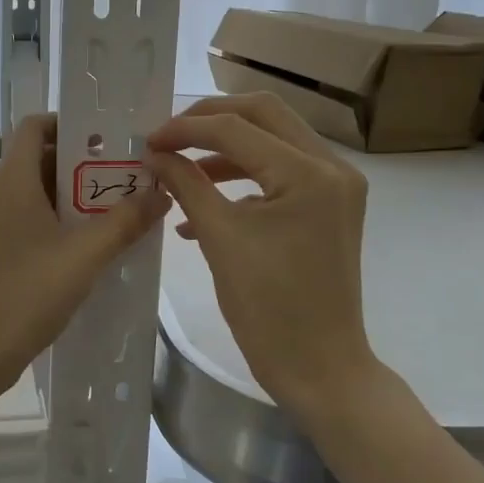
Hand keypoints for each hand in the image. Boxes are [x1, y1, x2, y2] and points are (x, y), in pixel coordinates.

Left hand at [0, 115, 168, 397]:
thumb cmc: (23, 295)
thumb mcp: (84, 257)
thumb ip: (124, 222)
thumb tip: (160, 194)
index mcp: (12, 180)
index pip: (36, 125)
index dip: (70, 122)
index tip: (111, 137)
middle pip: (41, 158)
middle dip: (85, 163)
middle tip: (128, 176)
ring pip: (38, 192)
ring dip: (76, 196)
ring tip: (119, 210)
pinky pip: (31, 219)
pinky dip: (60, 221)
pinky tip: (91, 246)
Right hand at [146, 93, 382, 416]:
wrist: (320, 369)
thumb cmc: (269, 309)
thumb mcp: (220, 239)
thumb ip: (186, 184)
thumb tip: (154, 154)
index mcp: (309, 174)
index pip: (237, 127)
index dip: (186, 129)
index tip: (147, 142)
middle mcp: (332, 167)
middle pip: (263, 114)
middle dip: (209, 120)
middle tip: (168, 137)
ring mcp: (336, 186)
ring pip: (271, 139)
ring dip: (224, 148)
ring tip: (178, 169)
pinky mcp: (328, 206)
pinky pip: (279, 172)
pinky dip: (241, 177)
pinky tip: (201, 205)